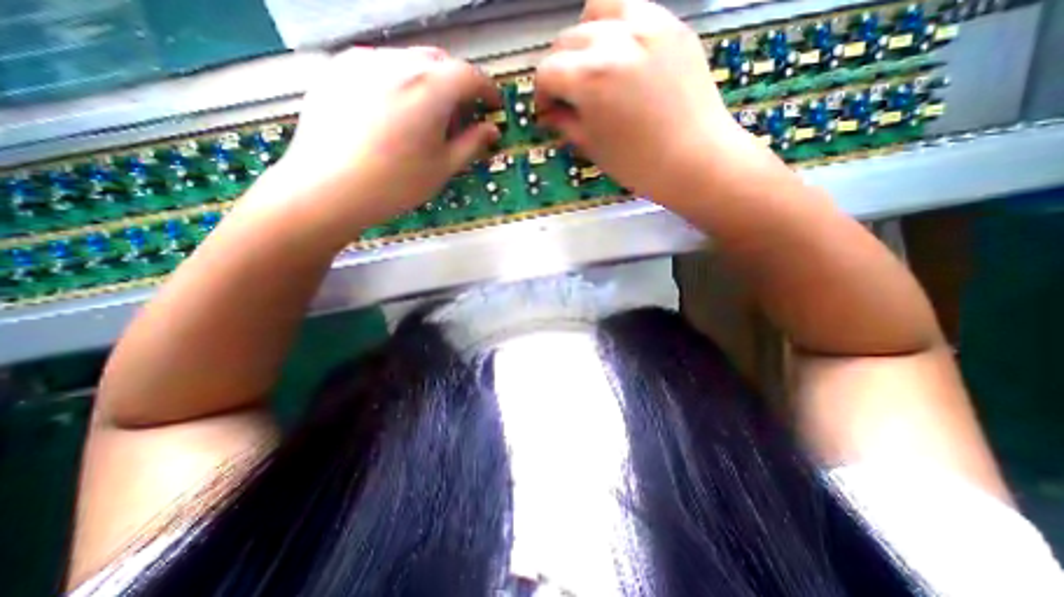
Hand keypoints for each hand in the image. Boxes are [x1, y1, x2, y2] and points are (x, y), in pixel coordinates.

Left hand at [251, 45, 502, 242]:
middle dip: (458, 85)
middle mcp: (396, 61)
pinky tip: (395, 114)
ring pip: (409, 61)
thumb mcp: (443, 167)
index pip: (470, 75)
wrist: (327, 189)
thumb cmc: (394, 184)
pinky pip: (380, 66)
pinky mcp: (337, 69)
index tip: (493, 105)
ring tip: (426, 118)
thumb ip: (472, 144)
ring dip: (428, 83)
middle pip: (440, 62)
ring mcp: (362, 61)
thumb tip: (491, 130)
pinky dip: (399, 83)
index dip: (487, 90)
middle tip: (461, 116)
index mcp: (429, 87)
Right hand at [537, 0, 779, 199]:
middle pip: (567, 40)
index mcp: (590, 79)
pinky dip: (617, 28)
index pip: (547, 71)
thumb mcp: (592, 147)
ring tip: (593, 66)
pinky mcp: (672, 25)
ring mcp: (648, 25)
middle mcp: (614, 40)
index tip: (547, 110)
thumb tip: (549, 110)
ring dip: (585, 38)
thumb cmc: (638, 164)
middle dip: (559, 69)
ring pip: (597, 11)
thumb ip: (565, 122)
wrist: (695, 160)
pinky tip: (622, 57)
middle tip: (568, 95)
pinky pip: (633, 10)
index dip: (541, 94)